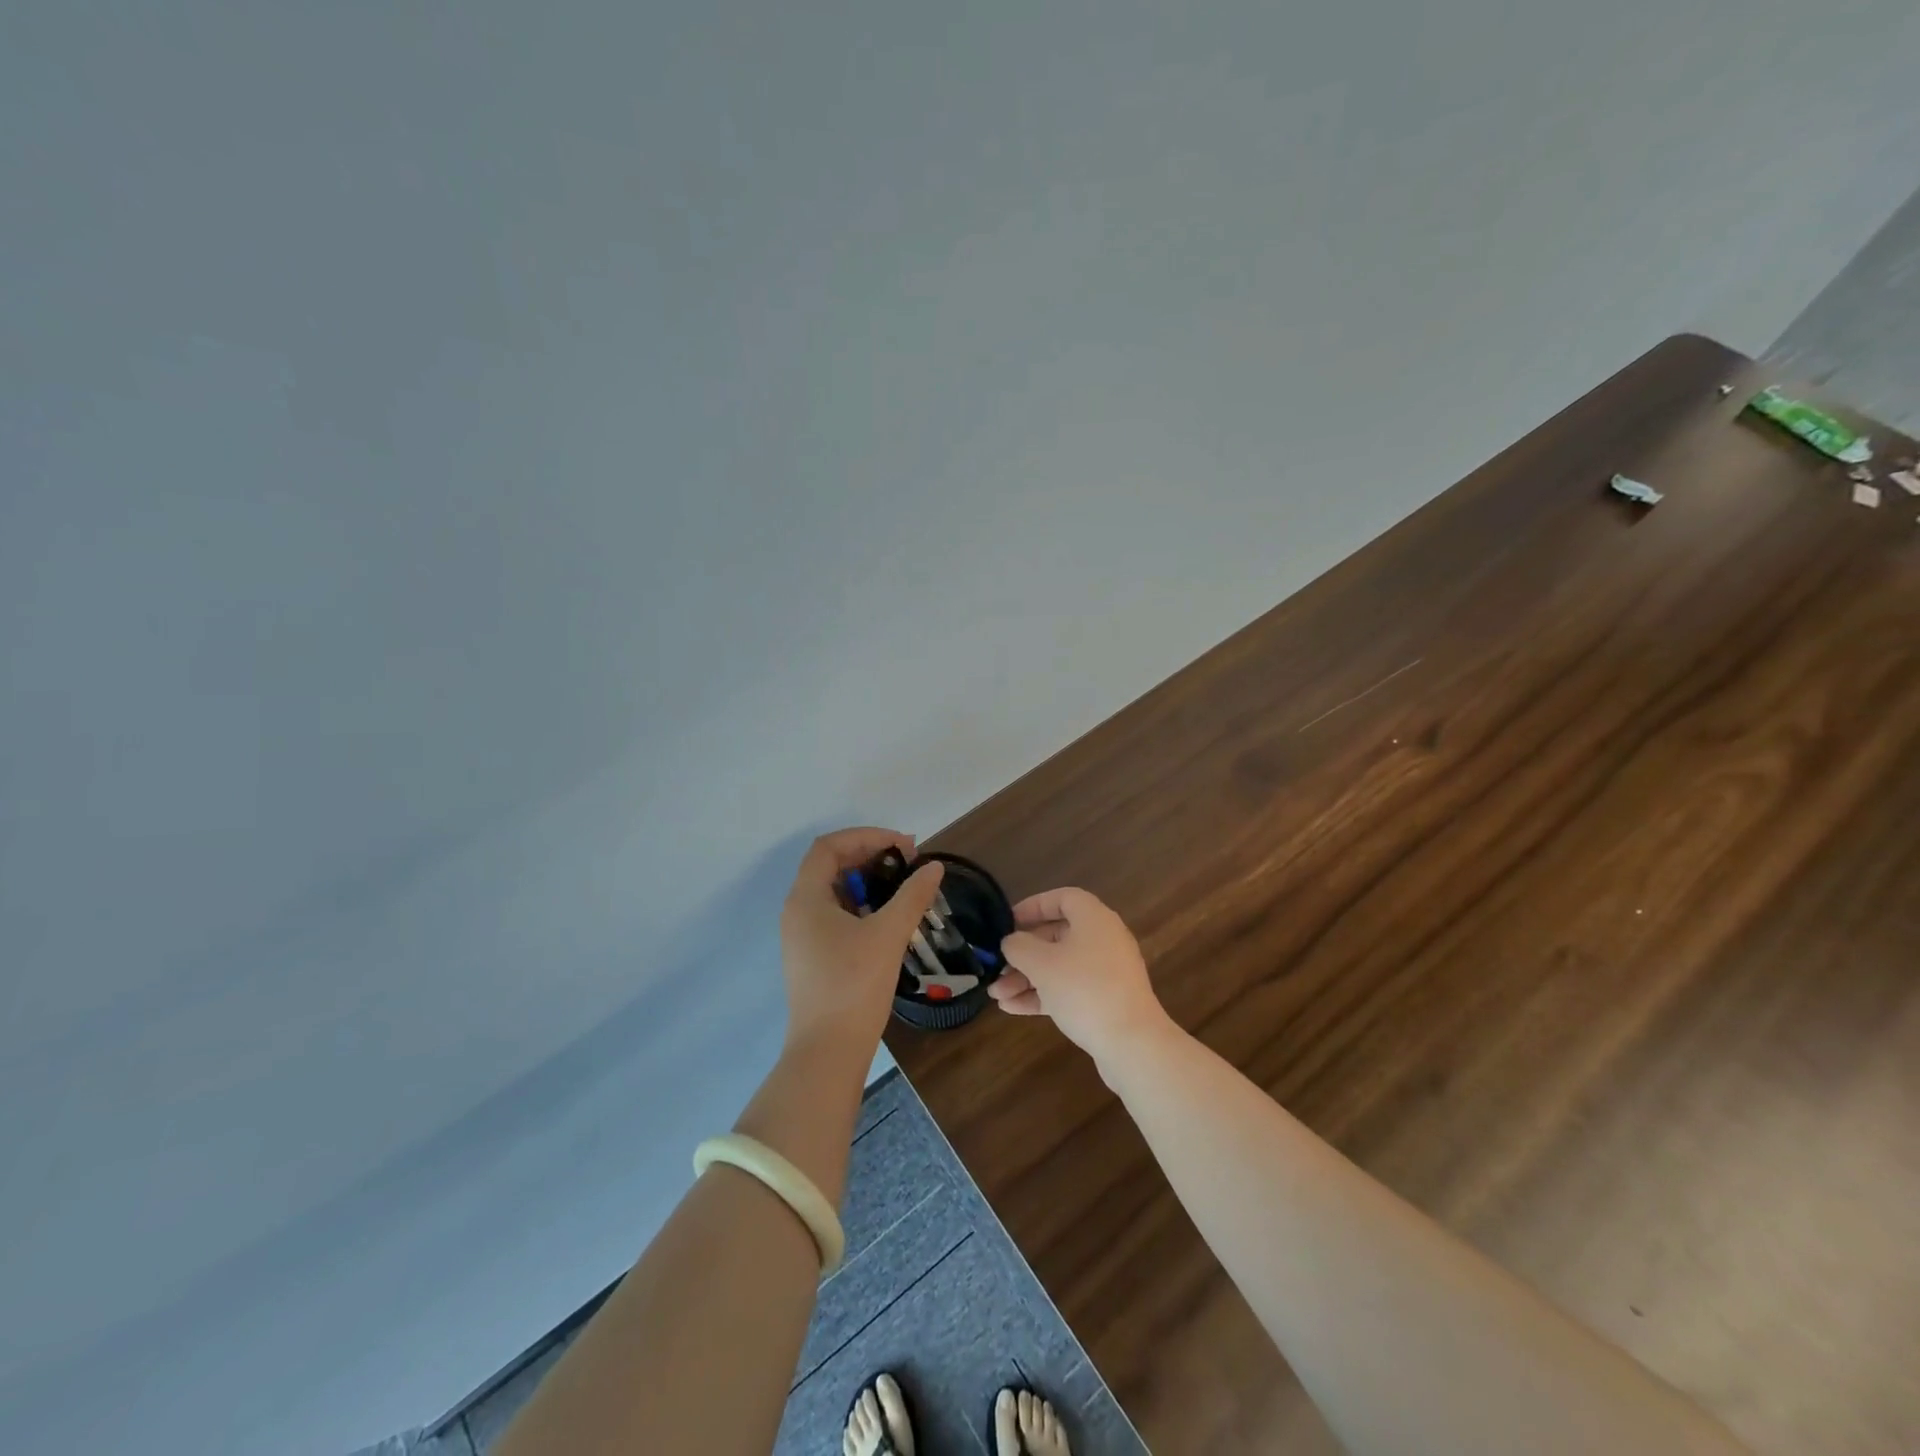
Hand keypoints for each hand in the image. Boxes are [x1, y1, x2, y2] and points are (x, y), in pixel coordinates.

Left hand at [779, 827, 944, 1057]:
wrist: (827, 1052)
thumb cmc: (854, 985)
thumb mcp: (888, 934)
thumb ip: (912, 895)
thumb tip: (934, 867)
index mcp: (806, 898)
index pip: (830, 846)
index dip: (867, 837)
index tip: (904, 846)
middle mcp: (797, 911)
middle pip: (830, 865)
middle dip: (869, 856)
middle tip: (908, 862)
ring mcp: (802, 936)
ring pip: (833, 891)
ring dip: (866, 881)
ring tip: (902, 886)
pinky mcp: (812, 956)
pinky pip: (834, 915)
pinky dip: (860, 905)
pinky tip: (887, 918)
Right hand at [989, 887, 1171, 1063]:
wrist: (1131, 1043)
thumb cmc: (1084, 989)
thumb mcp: (1042, 964)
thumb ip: (1019, 946)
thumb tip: (1011, 942)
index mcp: (1094, 918)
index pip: (1062, 898)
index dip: (1033, 905)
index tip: (1009, 921)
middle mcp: (1103, 939)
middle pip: (1056, 936)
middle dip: (1022, 953)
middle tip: (997, 967)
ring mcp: (1106, 971)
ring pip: (1059, 966)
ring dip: (1026, 978)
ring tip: (996, 995)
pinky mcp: (1105, 1000)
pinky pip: (1068, 988)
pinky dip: (1042, 994)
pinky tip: (1012, 1008)